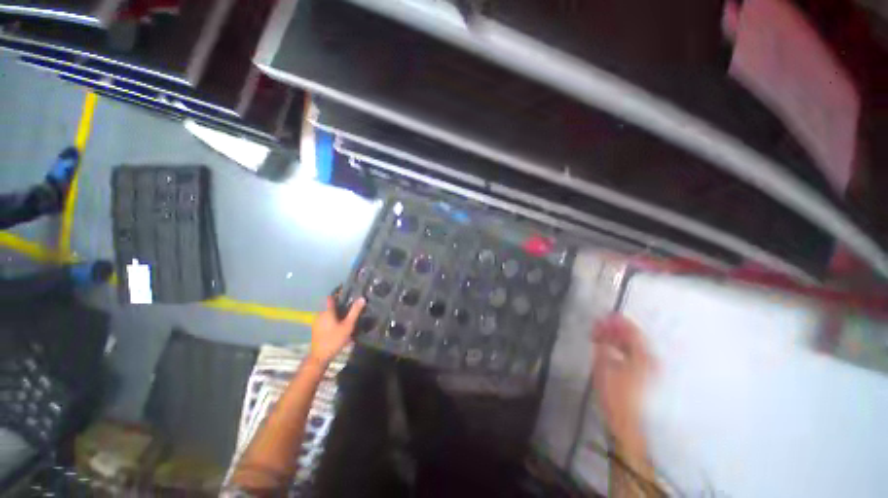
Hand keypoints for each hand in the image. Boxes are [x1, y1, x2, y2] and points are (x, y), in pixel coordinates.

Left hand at [309, 296, 365, 364]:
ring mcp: (317, 322)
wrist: (320, 356)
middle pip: (329, 304)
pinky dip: (332, 317)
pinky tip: (340, 322)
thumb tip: (362, 298)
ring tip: (347, 311)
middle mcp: (320, 314)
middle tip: (350, 302)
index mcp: (327, 311)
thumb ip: (355, 311)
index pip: (330, 297)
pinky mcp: (317, 329)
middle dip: (338, 302)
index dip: (337, 292)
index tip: (346, 290)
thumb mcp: (348, 325)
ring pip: (327, 312)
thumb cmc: (334, 339)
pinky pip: (325, 318)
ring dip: (335, 310)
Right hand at [592, 314, 653, 456]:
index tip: (603, 315)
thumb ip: (604, 342)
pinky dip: (617, 347)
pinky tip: (605, 346)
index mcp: (642, 356)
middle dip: (613, 329)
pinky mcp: (640, 373)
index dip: (617, 321)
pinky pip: (629, 352)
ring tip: (597, 335)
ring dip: (614, 337)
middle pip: (632, 337)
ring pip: (630, 344)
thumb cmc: (614, 393)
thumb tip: (602, 325)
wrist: (624, 419)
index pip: (632, 331)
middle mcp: (648, 359)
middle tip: (596, 325)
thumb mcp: (604, 365)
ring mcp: (646, 367)